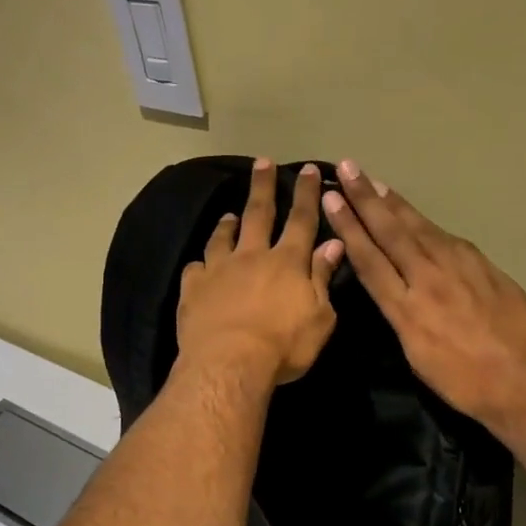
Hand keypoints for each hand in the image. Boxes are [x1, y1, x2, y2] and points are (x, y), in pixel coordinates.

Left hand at [177, 159, 344, 386]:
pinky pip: (195, 268)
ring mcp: (218, 270)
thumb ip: (323, 278)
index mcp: (287, 262)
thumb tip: (332, 245)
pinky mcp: (193, 288)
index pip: (302, 220)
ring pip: (223, 237)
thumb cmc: (283, 345)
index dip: (307, 194)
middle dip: (263, 187)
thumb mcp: (319, 317)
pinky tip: (200, 264)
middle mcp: (252, 256)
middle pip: (259, 214)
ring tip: (229, 214)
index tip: (309, 169)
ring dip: (228, 223)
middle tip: (262, 162)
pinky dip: (200, 263)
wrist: (229, 363)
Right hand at [321, 158, 525, 440]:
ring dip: (394, 203)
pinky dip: (424, 222)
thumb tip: (390, 289)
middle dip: (366, 199)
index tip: (332, 200)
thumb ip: (400, 317)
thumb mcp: (417, 357)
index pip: (370, 258)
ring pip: (419, 227)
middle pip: (391, 232)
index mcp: (407, 308)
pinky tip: (416, 215)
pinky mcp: (484, 266)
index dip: (349, 227)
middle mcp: (429, 278)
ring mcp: (460, 267)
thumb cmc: (465, 383)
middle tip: (348, 168)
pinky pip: (445, 237)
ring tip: (374, 182)